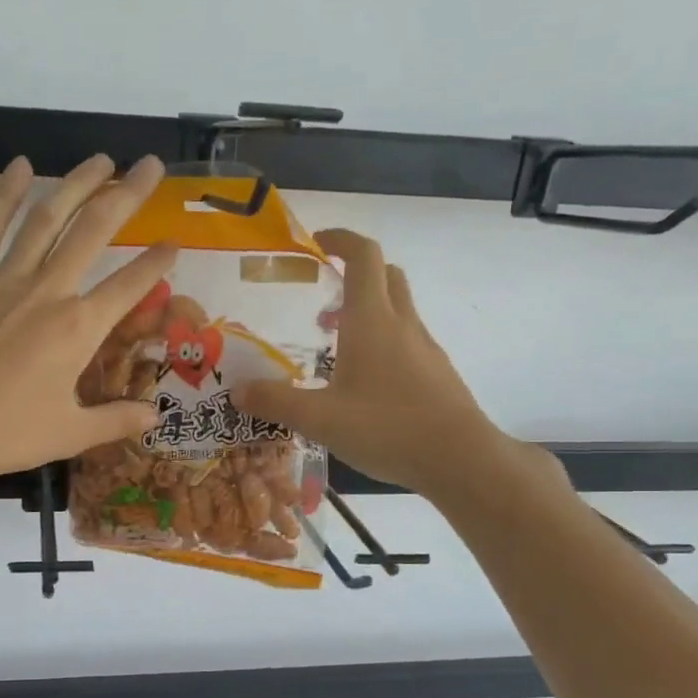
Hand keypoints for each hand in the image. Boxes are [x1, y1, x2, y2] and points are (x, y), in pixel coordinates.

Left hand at [0, 153, 176, 484]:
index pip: (130, 286)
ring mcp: (4, 280)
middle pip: (94, 231)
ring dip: (76, 183)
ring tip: (100, 160)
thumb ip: (116, 420)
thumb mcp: (68, 434)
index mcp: (78, 329)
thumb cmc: (2, 434)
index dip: (157, 262)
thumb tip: (155, 416)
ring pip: (46, 217)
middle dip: (127, 194)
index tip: (175, 242)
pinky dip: (3, 194)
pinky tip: (20, 167)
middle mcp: (47, 292)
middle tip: (150, 165)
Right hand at [235, 229, 513, 498]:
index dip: (340, 239)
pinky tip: (364, 384)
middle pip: (385, 275)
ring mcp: (425, 348)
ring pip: (398, 310)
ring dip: (368, 313)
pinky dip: (383, 344)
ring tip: (334, 347)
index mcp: (372, 320)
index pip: (363, 255)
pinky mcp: (436, 373)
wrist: (460, 459)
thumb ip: (276, 402)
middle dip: (355, 275)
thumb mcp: (320, 419)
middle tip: (323, 300)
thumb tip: (237, 390)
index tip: (316, 243)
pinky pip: (407, 342)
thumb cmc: (387, 427)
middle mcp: (402, 324)